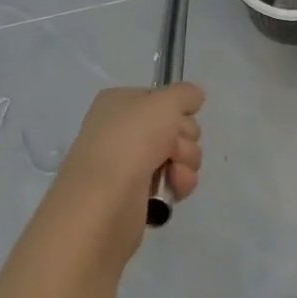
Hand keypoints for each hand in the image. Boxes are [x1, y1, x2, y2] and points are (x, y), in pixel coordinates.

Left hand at [52, 84, 204, 254]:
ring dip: (186, 161)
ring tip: (175, 173)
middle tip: (174, 148)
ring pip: (179, 153)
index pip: (161, 98)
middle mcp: (122, 130)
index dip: (177, 109)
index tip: (182, 117)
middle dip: (184, 137)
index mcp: (119, 103)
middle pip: (174, 125)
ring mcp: (129, 163)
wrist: (103, 203)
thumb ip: (185, 94)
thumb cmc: (131, 142)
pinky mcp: (137, 195)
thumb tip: (194, 98)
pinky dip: (179, 183)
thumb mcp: (164, 103)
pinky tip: (176, 189)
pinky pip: (172, 180)